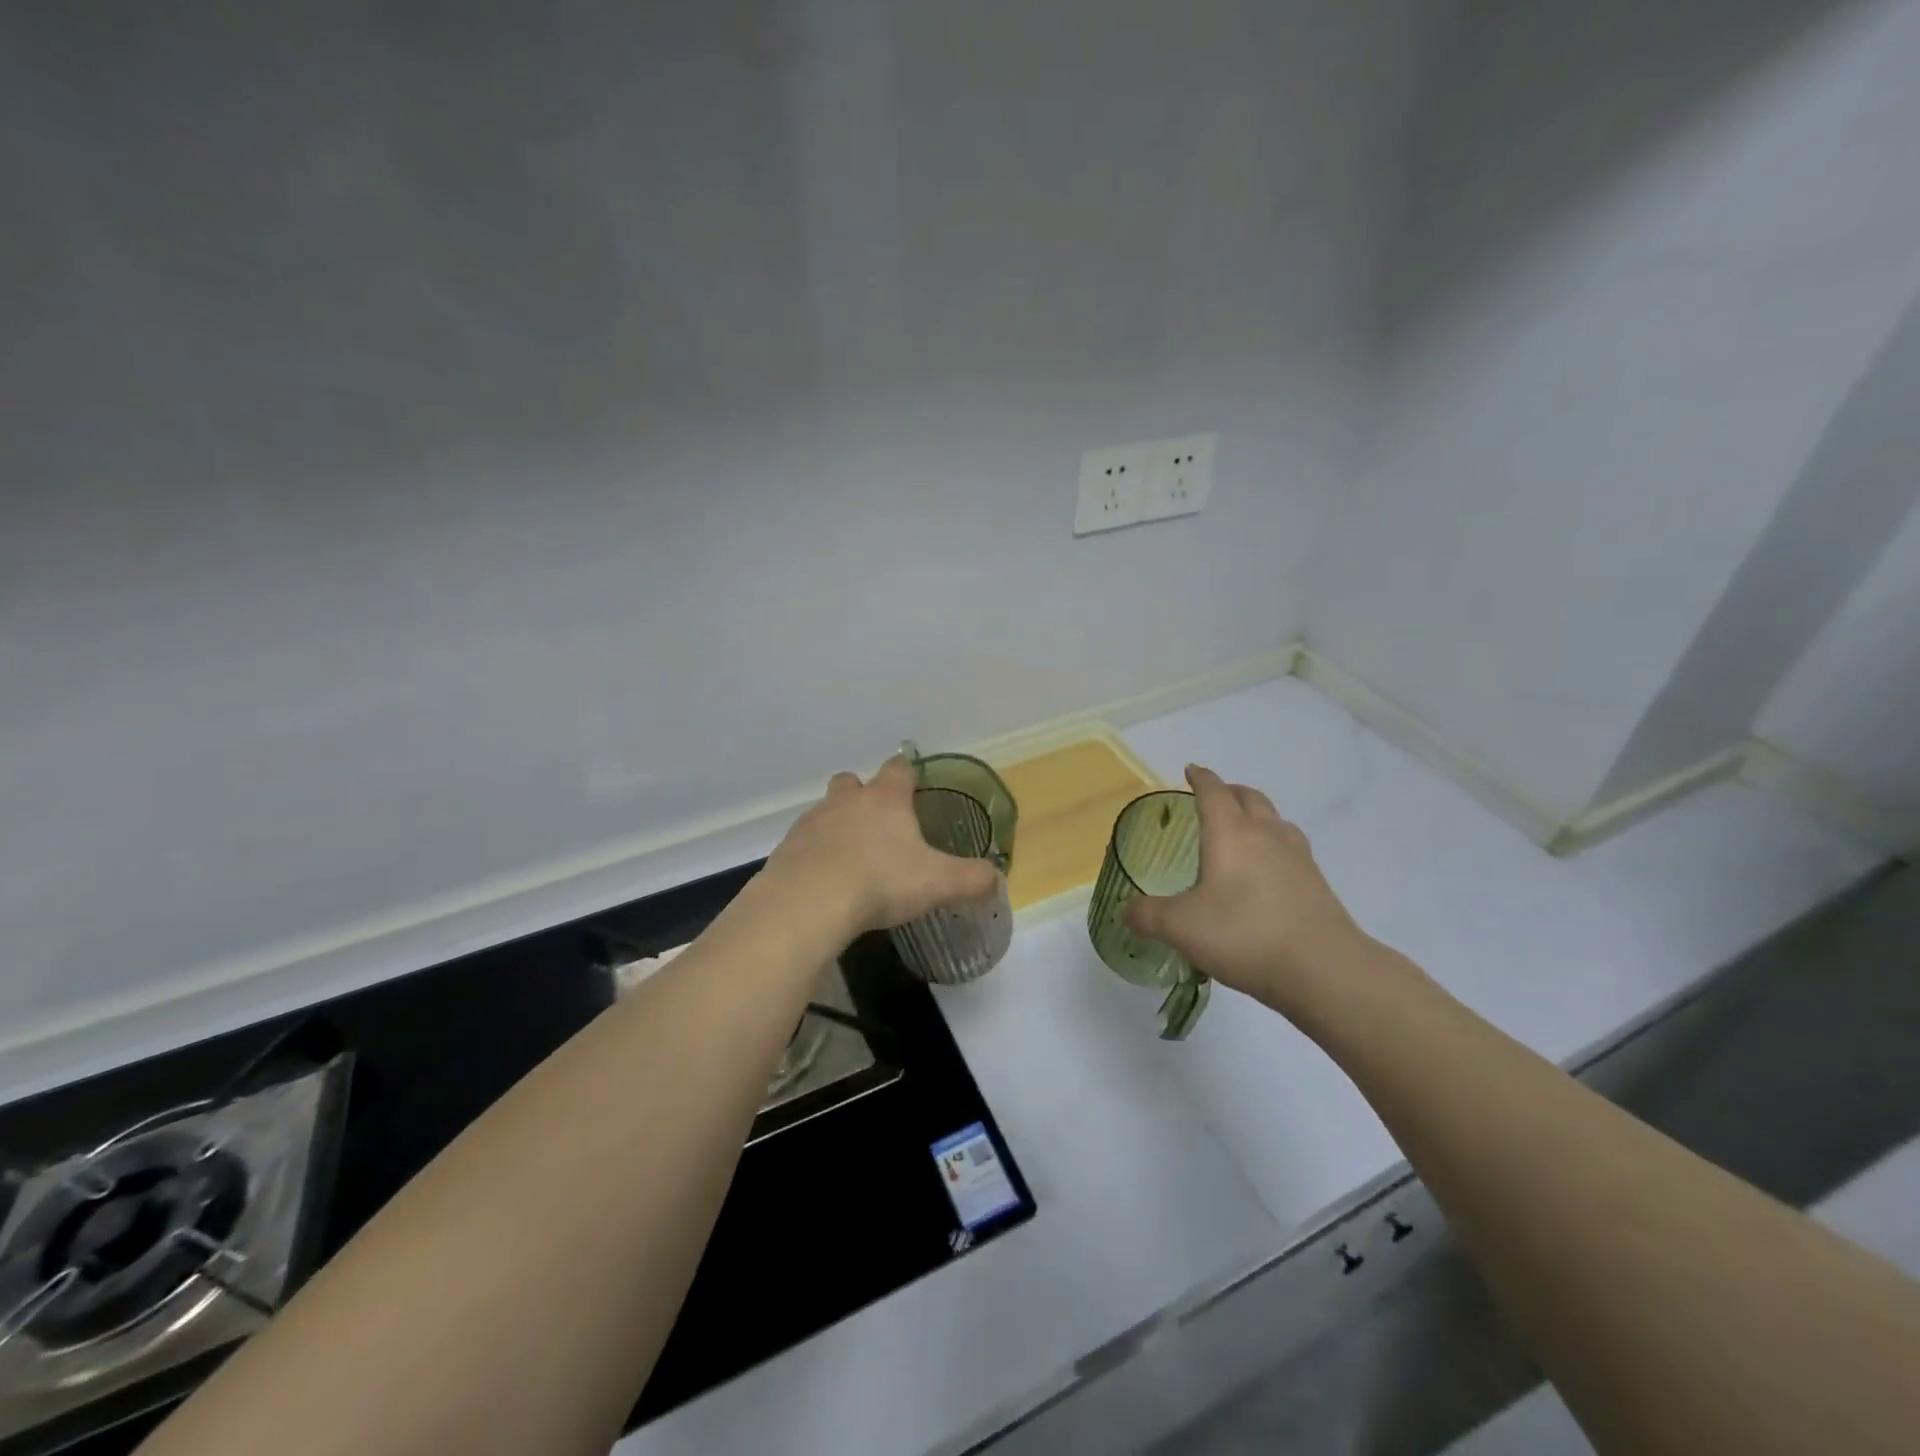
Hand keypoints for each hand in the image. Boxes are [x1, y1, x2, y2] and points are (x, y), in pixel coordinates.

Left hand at [765, 756, 1001, 934]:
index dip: (908, 775)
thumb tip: (996, 878)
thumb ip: (972, 879)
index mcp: (885, 799)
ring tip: (853, 860)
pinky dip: (816, 856)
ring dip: (838, 827)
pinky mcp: (786, 849)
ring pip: (826, 812)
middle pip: (853, 782)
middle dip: (864, 796)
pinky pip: (804, 844)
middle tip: (880, 825)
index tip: (914, 789)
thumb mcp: (938, 883)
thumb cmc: (880, 881)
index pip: (898, 769)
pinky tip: (826, 884)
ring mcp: (811, 823)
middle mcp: (846, 801)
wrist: (808, 903)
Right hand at [1121, 765, 1370, 1015]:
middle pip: (1250, 797)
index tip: (1190, 770)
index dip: (1200, 778)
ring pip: (1276, 820)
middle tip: (1215, 797)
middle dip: (1230, 791)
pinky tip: (1269, 872)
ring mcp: (1298, 858)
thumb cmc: (1244, 934)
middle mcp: (1266, 835)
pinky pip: (1292, 848)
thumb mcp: (1180, 927)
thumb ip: (1148, 915)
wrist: (1324, 969)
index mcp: (1230, 834)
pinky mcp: (1317, 884)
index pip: (1213, 792)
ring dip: (1258, 815)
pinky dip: (1275, 846)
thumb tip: (1125, 910)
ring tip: (1244, 830)